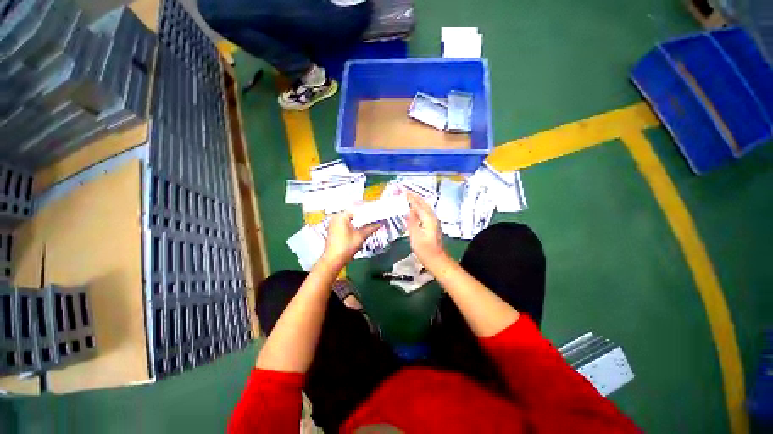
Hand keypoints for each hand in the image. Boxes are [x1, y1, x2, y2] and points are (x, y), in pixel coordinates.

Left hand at [321, 211, 379, 269]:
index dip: (368, 209)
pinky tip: (361, 225)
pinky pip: (346, 221)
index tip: (376, 210)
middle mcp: (336, 216)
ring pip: (350, 217)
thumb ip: (371, 228)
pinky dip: (354, 222)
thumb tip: (379, 223)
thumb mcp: (361, 236)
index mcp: (341, 216)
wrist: (333, 260)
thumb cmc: (345, 248)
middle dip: (364, 214)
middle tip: (375, 214)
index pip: (357, 207)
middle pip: (353, 211)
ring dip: (359, 218)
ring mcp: (334, 222)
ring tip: (370, 219)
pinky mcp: (334, 228)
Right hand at [406, 192, 446, 265]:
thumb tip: (409, 209)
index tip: (402, 191)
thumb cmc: (425, 250)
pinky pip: (425, 211)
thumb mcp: (415, 236)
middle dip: (414, 196)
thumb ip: (412, 221)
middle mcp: (432, 217)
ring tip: (408, 196)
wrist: (437, 260)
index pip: (417, 204)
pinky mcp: (433, 225)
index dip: (410, 197)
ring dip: (417, 200)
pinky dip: (419, 206)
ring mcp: (434, 221)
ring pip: (425, 206)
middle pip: (423, 203)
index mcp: (428, 219)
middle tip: (404, 191)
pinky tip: (415, 208)